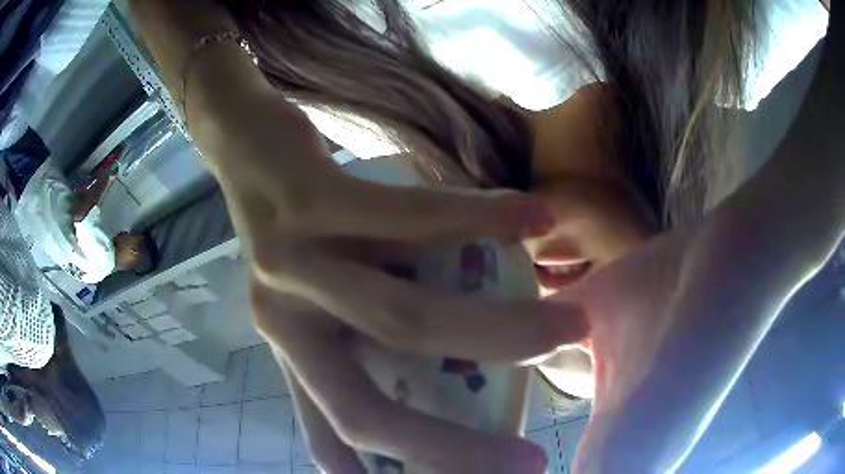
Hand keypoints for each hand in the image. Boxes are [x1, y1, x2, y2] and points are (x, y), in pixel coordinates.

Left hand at [238, 169, 587, 472]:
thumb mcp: (321, 291)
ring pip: (403, 319)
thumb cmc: (296, 225)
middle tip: (533, 461)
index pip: (330, 441)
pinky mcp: (309, 204)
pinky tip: (535, 218)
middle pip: (366, 412)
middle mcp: (285, 324)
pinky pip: (409, 219)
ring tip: (569, 326)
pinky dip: (481, 221)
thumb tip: (462, 359)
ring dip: (499, 332)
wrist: (248, 152)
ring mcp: (292, 266)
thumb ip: (366, 331)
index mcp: (292, 353)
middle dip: (455, 449)